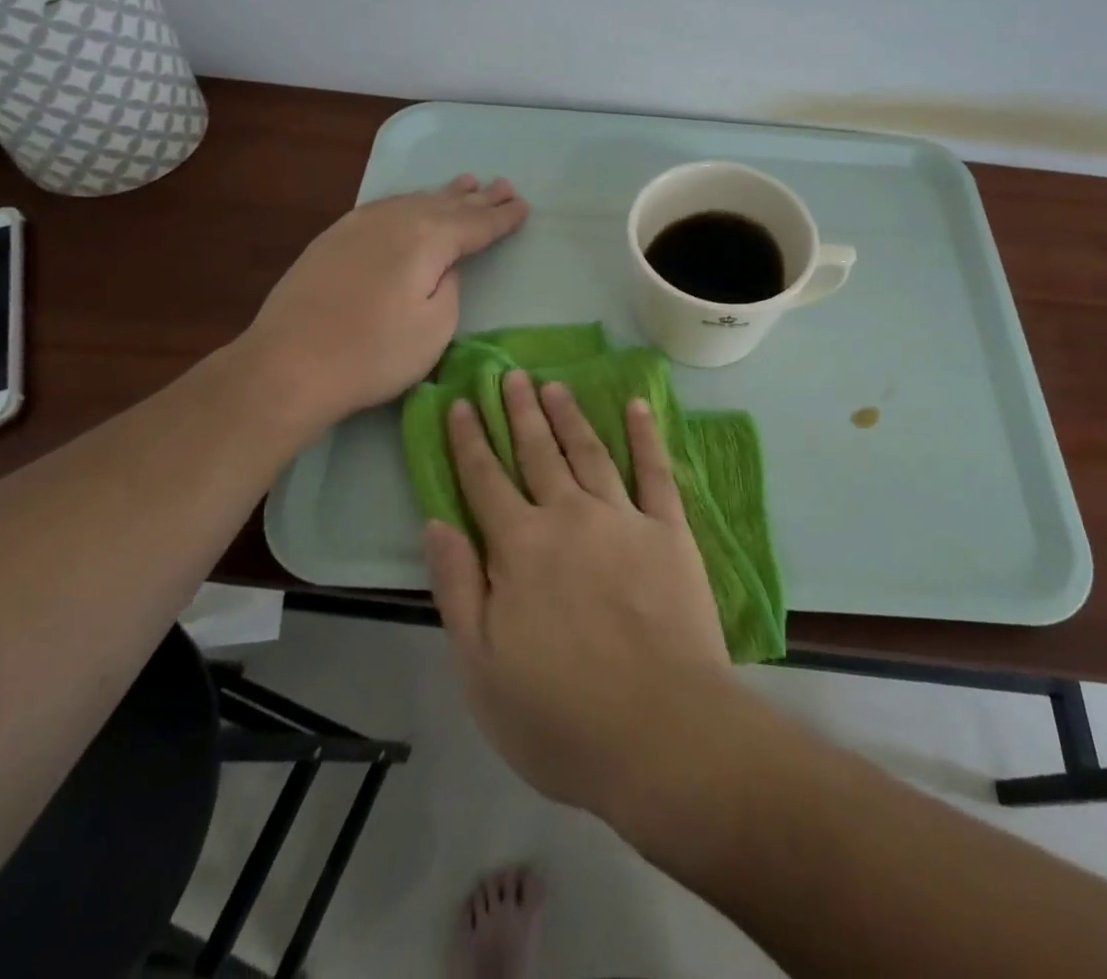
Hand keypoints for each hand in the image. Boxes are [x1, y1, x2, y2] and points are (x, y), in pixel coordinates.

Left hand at [241, 175, 527, 430]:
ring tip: (466, 183)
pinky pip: (386, 207)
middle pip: (446, 205)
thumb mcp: (435, 329)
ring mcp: (358, 225)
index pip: (475, 224)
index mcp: (426, 239)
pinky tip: (412, 203)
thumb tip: (443, 268)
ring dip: (443, 194)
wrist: (287, 365)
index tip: (523, 206)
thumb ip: (450, 288)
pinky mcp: (333, 238)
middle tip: (504, 185)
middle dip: (478, 198)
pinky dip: (409, 202)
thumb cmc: (373, 354)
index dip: (501, 217)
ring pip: (413, 201)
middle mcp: (394, 220)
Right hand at [423, 370, 733, 818]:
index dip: (469, 440)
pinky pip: (656, 472)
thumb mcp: (481, 668)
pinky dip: (645, 436)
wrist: (661, 733)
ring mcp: (623, 519)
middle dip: (520, 411)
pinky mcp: (670, 531)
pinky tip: (637, 407)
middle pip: (537, 452)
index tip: (461, 402)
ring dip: (569, 416)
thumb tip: (436, 521)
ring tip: (554, 386)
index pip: (485, 480)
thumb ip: (458, 587)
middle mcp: (569, 517)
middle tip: (511, 374)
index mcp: (519, 548)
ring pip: (589, 452)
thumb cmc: (560, 715)